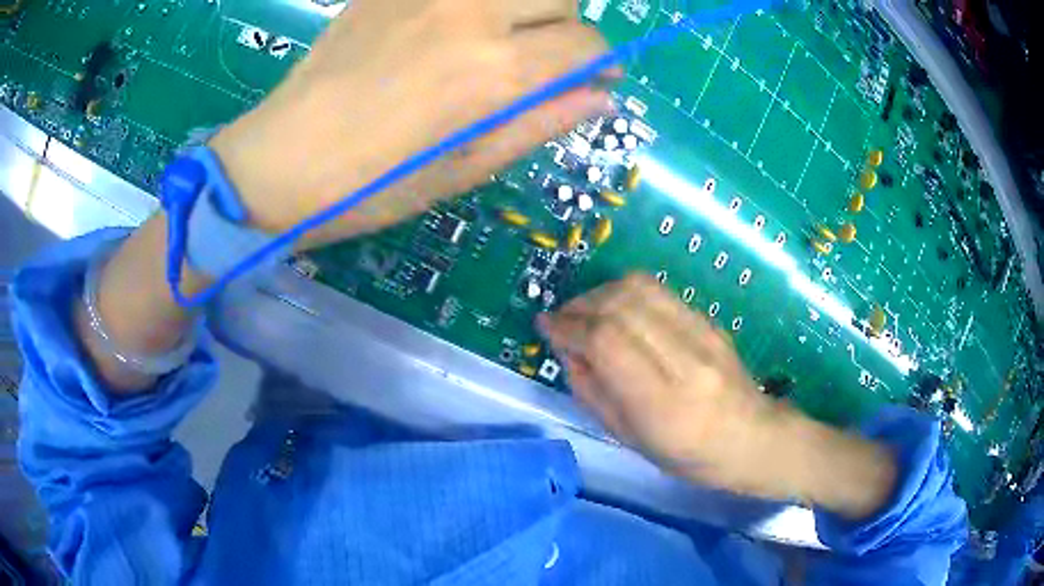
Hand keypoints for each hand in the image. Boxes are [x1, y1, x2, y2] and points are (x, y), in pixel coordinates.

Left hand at [210, 0, 615, 246]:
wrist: (280, 159)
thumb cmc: (372, 184)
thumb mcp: (465, 170)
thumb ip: (541, 123)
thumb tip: (601, 97)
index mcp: (495, 70)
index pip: (587, 44)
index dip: (600, 63)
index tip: (592, 80)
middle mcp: (471, 13)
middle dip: (564, 28)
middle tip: (537, 60)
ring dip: (523, 6)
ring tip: (494, 38)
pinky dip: (473, 4)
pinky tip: (445, 29)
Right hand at [540, 275, 896, 518]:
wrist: (753, 437)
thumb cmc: (690, 457)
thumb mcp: (632, 441)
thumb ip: (594, 393)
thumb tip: (568, 351)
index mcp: (664, 402)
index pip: (607, 341)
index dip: (569, 326)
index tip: (545, 326)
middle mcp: (685, 359)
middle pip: (621, 305)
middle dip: (580, 305)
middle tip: (562, 319)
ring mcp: (703, 333)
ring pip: (640, 288)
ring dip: (602, 293)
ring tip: (586, 312)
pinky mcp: (709, 321)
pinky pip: (659, 292)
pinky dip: (626, 293)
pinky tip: (617, 311)